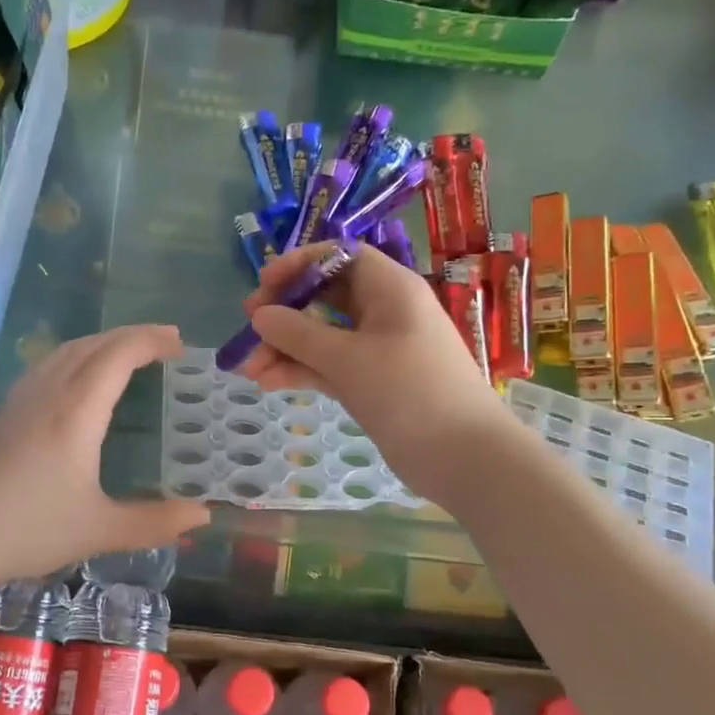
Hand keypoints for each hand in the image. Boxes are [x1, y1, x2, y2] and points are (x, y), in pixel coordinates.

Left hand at [0, 324, 209, 586]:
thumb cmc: (29, 530)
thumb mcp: (100, 530)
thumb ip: (155, 522)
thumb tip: (203, 515)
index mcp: (77, 414)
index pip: (118, 356)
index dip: (151, 341)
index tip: (180, 344)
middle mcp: (49, 395)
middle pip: (93, 345)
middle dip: (133, 335)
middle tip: (166, 340)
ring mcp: (22, 402)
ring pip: (66, 351)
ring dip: (103, 341)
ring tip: (129, 349)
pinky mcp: (5, 414)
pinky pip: (47, 365)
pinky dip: (77, 355)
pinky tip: (77, 374)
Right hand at [238, 242, 508, 504]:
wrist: (464, 458)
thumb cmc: (409, 392)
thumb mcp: (348, 359)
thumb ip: (298, 334)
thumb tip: (260, 315)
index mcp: (390, 288)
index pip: (340, 256)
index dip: (299, 264)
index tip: (264, 285)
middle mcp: (384, 311)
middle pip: (326, 296)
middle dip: (285, 312)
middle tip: (249, 329)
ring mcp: (378, 349)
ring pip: (324, 336)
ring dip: (286, 348)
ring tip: (249, 370)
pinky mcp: (373, 382)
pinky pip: (330, 365)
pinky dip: (302, 370)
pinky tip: (268, 382)